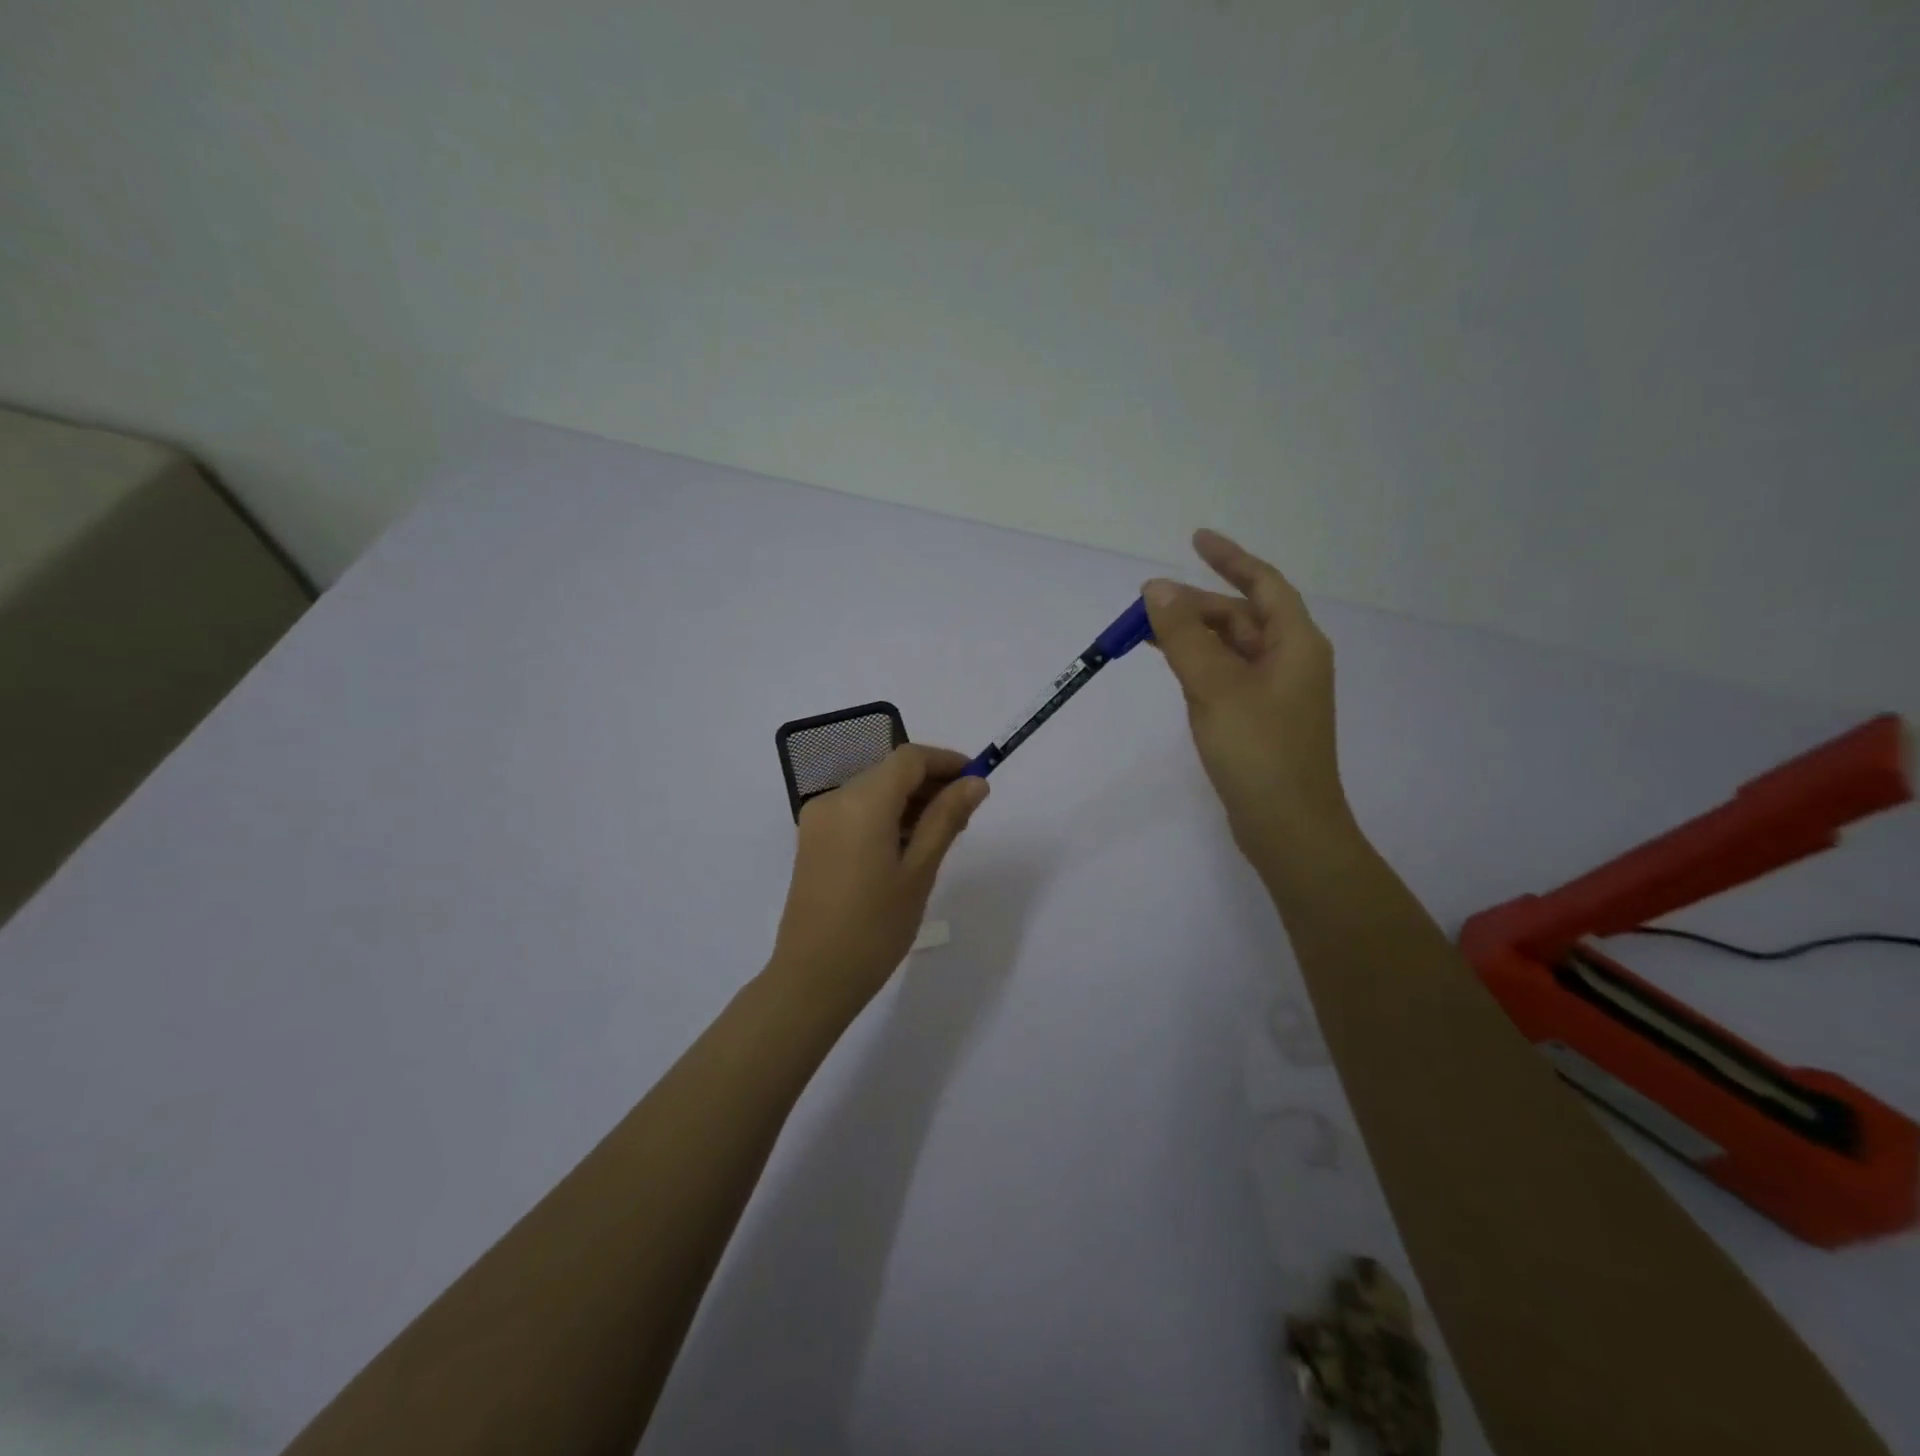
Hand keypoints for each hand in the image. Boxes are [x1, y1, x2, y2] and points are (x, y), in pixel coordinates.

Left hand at [769, 745, 989, 1012]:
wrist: (813, 978)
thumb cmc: (875, 927)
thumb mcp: (919, 871)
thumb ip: (946, 818)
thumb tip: (975, 783)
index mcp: (862, 802)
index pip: (909, 758)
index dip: (946, 761)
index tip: (977, 780)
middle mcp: (835, 799)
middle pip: (890, 771)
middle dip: (930, 783)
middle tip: (965, 815)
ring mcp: (819, 819)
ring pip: (873, 790)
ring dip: (908, 800)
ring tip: (941, 834)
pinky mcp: (813, 839)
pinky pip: (855, 810)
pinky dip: (885, 815)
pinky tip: (907, 845)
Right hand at [1143, 529, 1352, 859]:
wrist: (1287, 827)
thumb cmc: (1258, 751)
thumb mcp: (1215, 686)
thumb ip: (1184, 636)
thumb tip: (1158, 588)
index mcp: (1295, 643)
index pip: (1263, 583)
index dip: (1230, 557)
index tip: (1195, 538)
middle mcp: (1289, 661)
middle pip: (1240, 617)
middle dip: (1195, 605)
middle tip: (1145, 606)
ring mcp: (1275, 693)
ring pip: (1229, 648)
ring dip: (1192, 636)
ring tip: (1147, 632)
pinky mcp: (1258, 720)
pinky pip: (1225, 676)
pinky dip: (1198, 665)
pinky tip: (1172, 669)